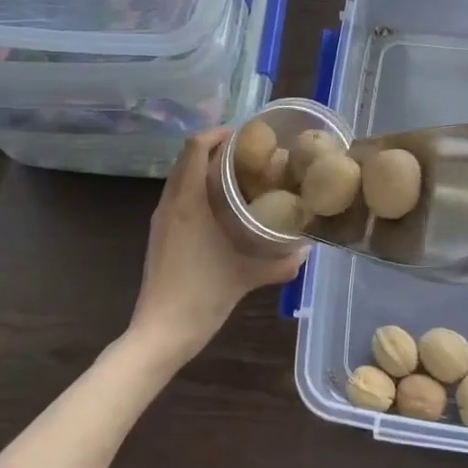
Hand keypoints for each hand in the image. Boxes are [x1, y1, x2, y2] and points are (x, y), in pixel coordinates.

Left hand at [125, 128, 307, 369]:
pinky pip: (177, 197)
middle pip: (186, 158)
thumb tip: (307, 250)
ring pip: (180, 178)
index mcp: (187, 203)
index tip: (245, 135)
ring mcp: (161, 220)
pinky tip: (220, 208)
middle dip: (213, 148)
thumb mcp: (246, 277)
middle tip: (248, 154)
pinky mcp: (159, 235)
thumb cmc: (202, 296)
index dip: (217, 134)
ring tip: (237, 176)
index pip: (195, 148)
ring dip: (203, 169)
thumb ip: (280, 263)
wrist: (160, 333)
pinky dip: (196, 189)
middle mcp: (170, 204)